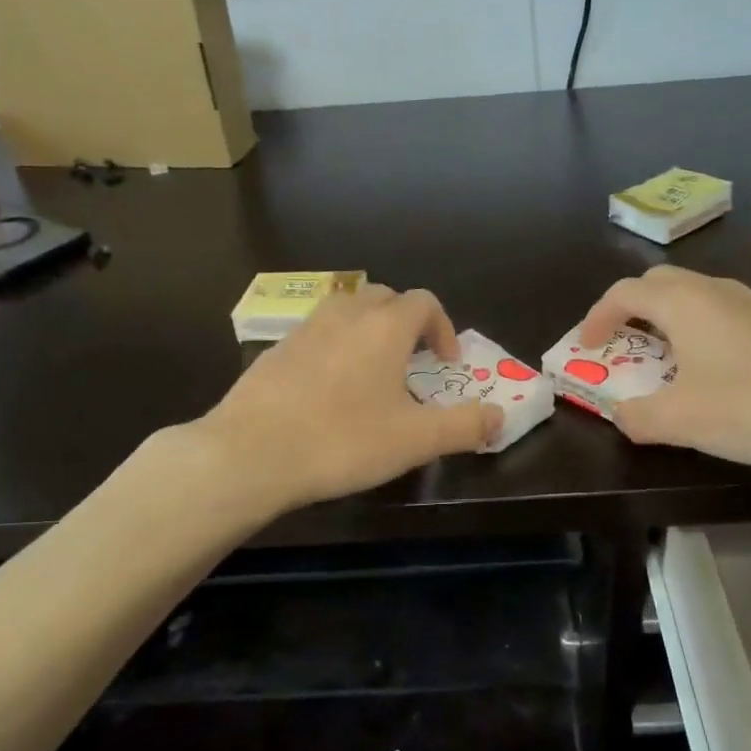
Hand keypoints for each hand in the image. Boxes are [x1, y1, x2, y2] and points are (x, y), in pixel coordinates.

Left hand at [202, 284, 502, 508]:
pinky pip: (316, 334)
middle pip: (385, 298)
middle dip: (406, 323)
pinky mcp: (274, 350)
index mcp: (385, 326)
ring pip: (347, 312)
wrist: (250, 452)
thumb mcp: (415, 440)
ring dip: (368, 332)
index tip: (446, 364)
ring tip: (372, 374)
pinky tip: (327, 391)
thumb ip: (464, 426)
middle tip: (413, 364)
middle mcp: (346, 314)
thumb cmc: (342, 440)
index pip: (424, 302)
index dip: (443, 328)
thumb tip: (500, 418)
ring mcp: (305, 328)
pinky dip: (333, 348)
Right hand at [577, 265, 750, 470]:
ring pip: (695, 294)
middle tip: (621, 342)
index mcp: (684, 303)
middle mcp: (715, 290)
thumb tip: (621, 414)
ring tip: (665, 356)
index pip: (624, 292)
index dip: (596, 317)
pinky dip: (701, 327)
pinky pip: (724, 311)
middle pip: (659, 283)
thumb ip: (637, 417)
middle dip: (631, 308)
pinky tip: (717, 367)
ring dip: (668, 316)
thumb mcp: (681, 422)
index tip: (586, 347)